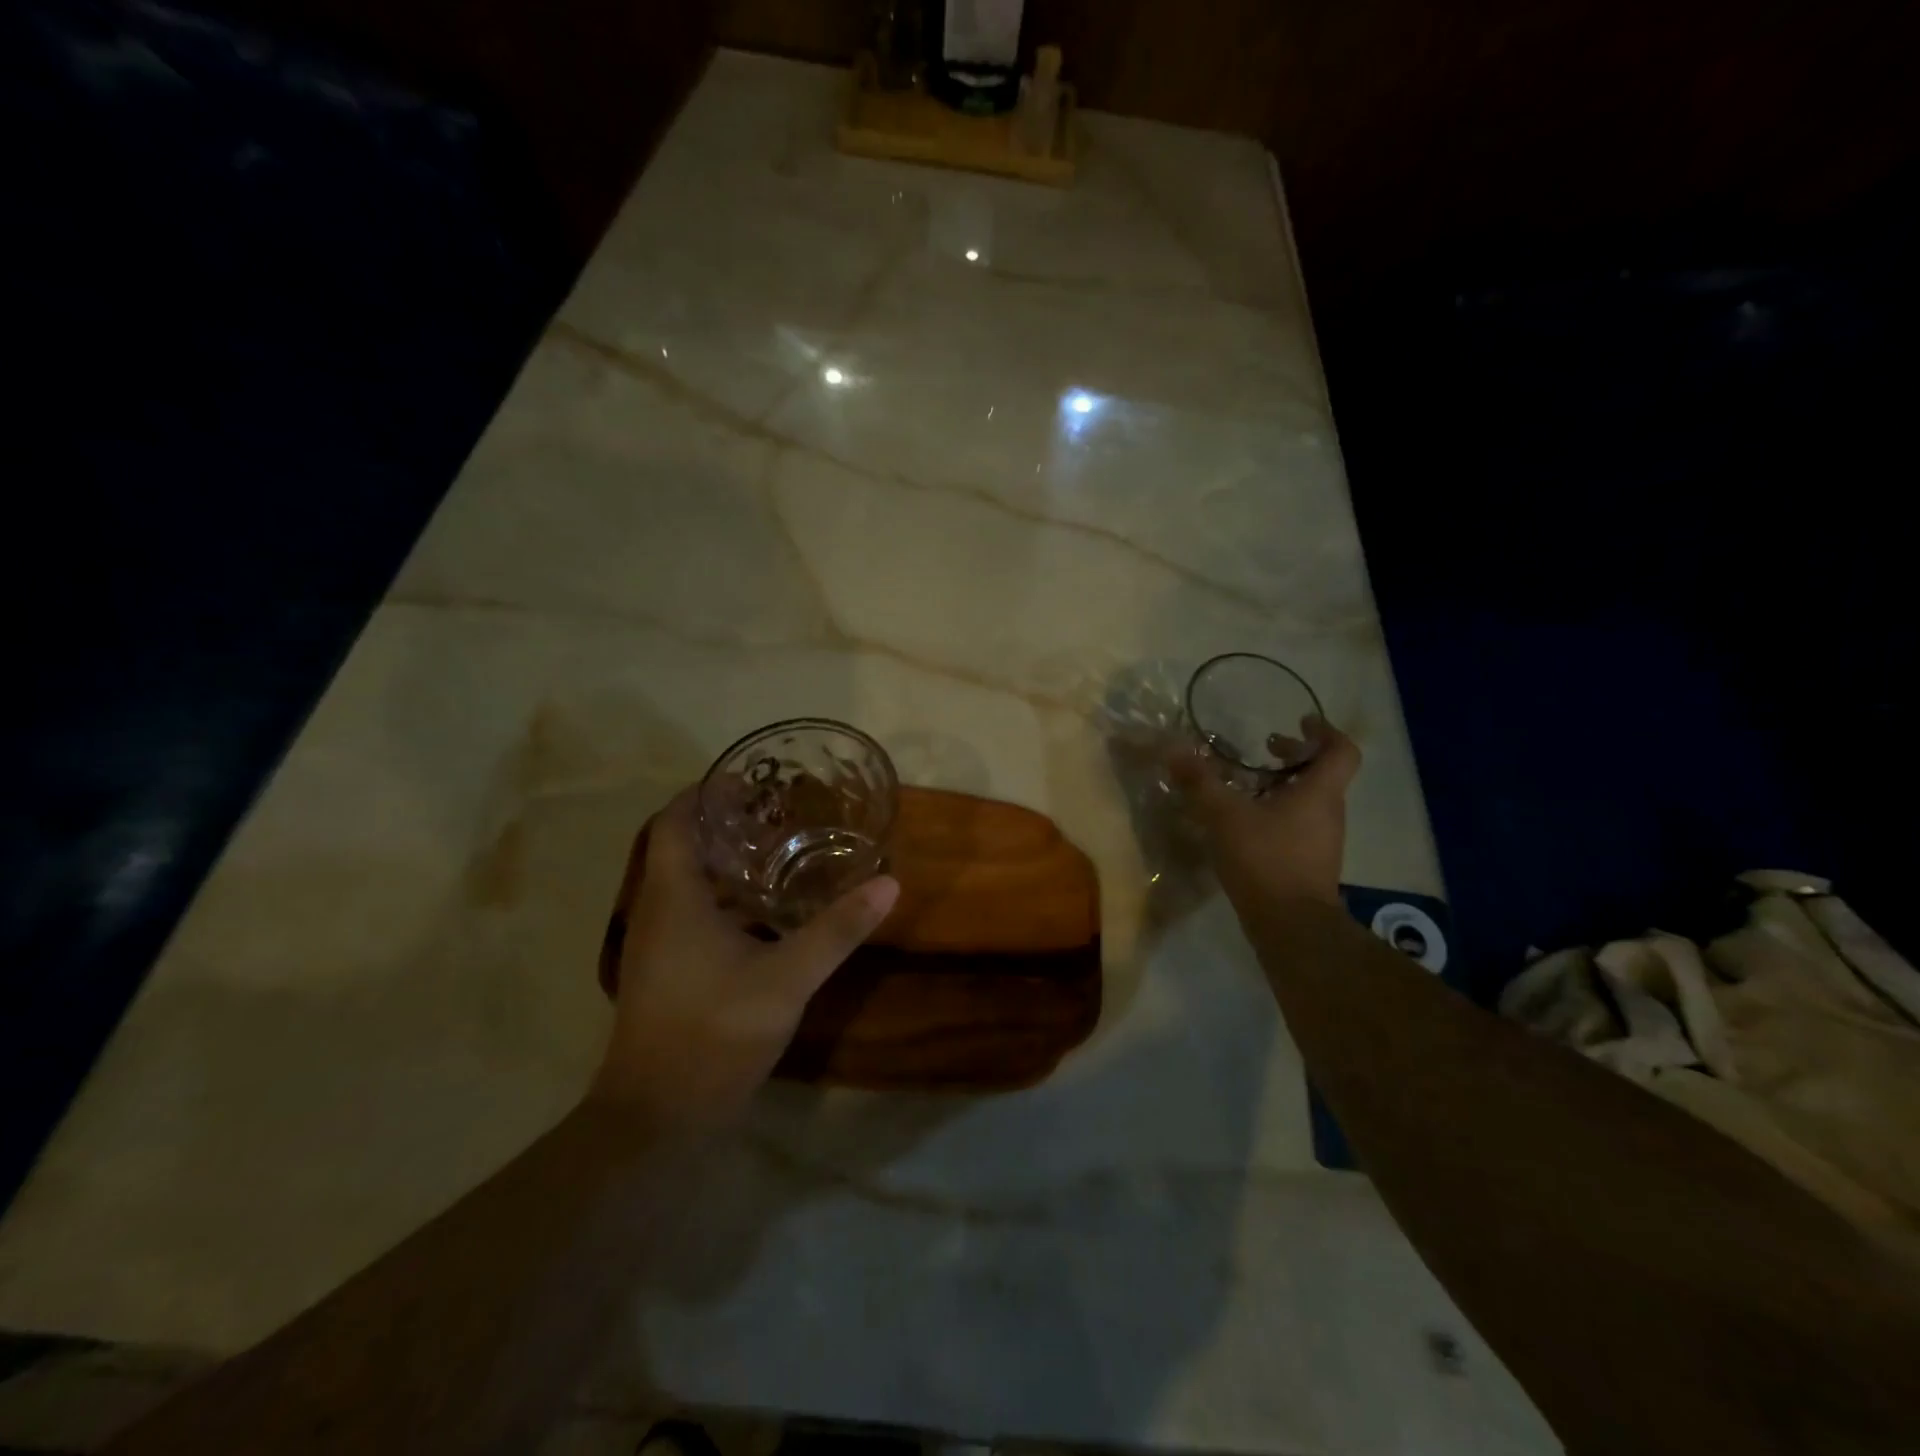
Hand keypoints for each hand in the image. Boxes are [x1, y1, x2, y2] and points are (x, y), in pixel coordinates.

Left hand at [588, 788, 899, 1134]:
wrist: (657, 1118)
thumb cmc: (713, 1033)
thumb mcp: (787, 978)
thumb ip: (837, 929)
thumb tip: (888, 883)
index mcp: (673, 897)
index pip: (672, 820)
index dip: (705, 792)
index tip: (750, 781)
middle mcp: (657, 911)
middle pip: (681, 845)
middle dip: (725, 822)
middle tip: (779, 811)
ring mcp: (657, 945)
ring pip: (687, 881)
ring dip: (725, 860)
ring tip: (780, 849)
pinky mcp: (666, 971)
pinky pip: (691, 912)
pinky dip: (724, 896)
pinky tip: (765, 911)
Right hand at [1169, 716, 1360, 912]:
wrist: (1291, 927)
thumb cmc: (1266, 859)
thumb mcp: (1225, 815)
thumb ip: (1200, 781)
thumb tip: (1174, 749)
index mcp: (1319, 793)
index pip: (1342, 751)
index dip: (1325, 731)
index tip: (1301, 721)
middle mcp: (1329, 813)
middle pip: (1323, 774)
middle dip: (1295, 757)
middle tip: (1264, 749)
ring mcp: (1322, 842)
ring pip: (1310, 801)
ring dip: (1284, 787)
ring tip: (1247, 786)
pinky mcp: (1309, 864)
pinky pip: (1299, 826)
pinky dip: (1278, 814)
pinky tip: (1245, 824)